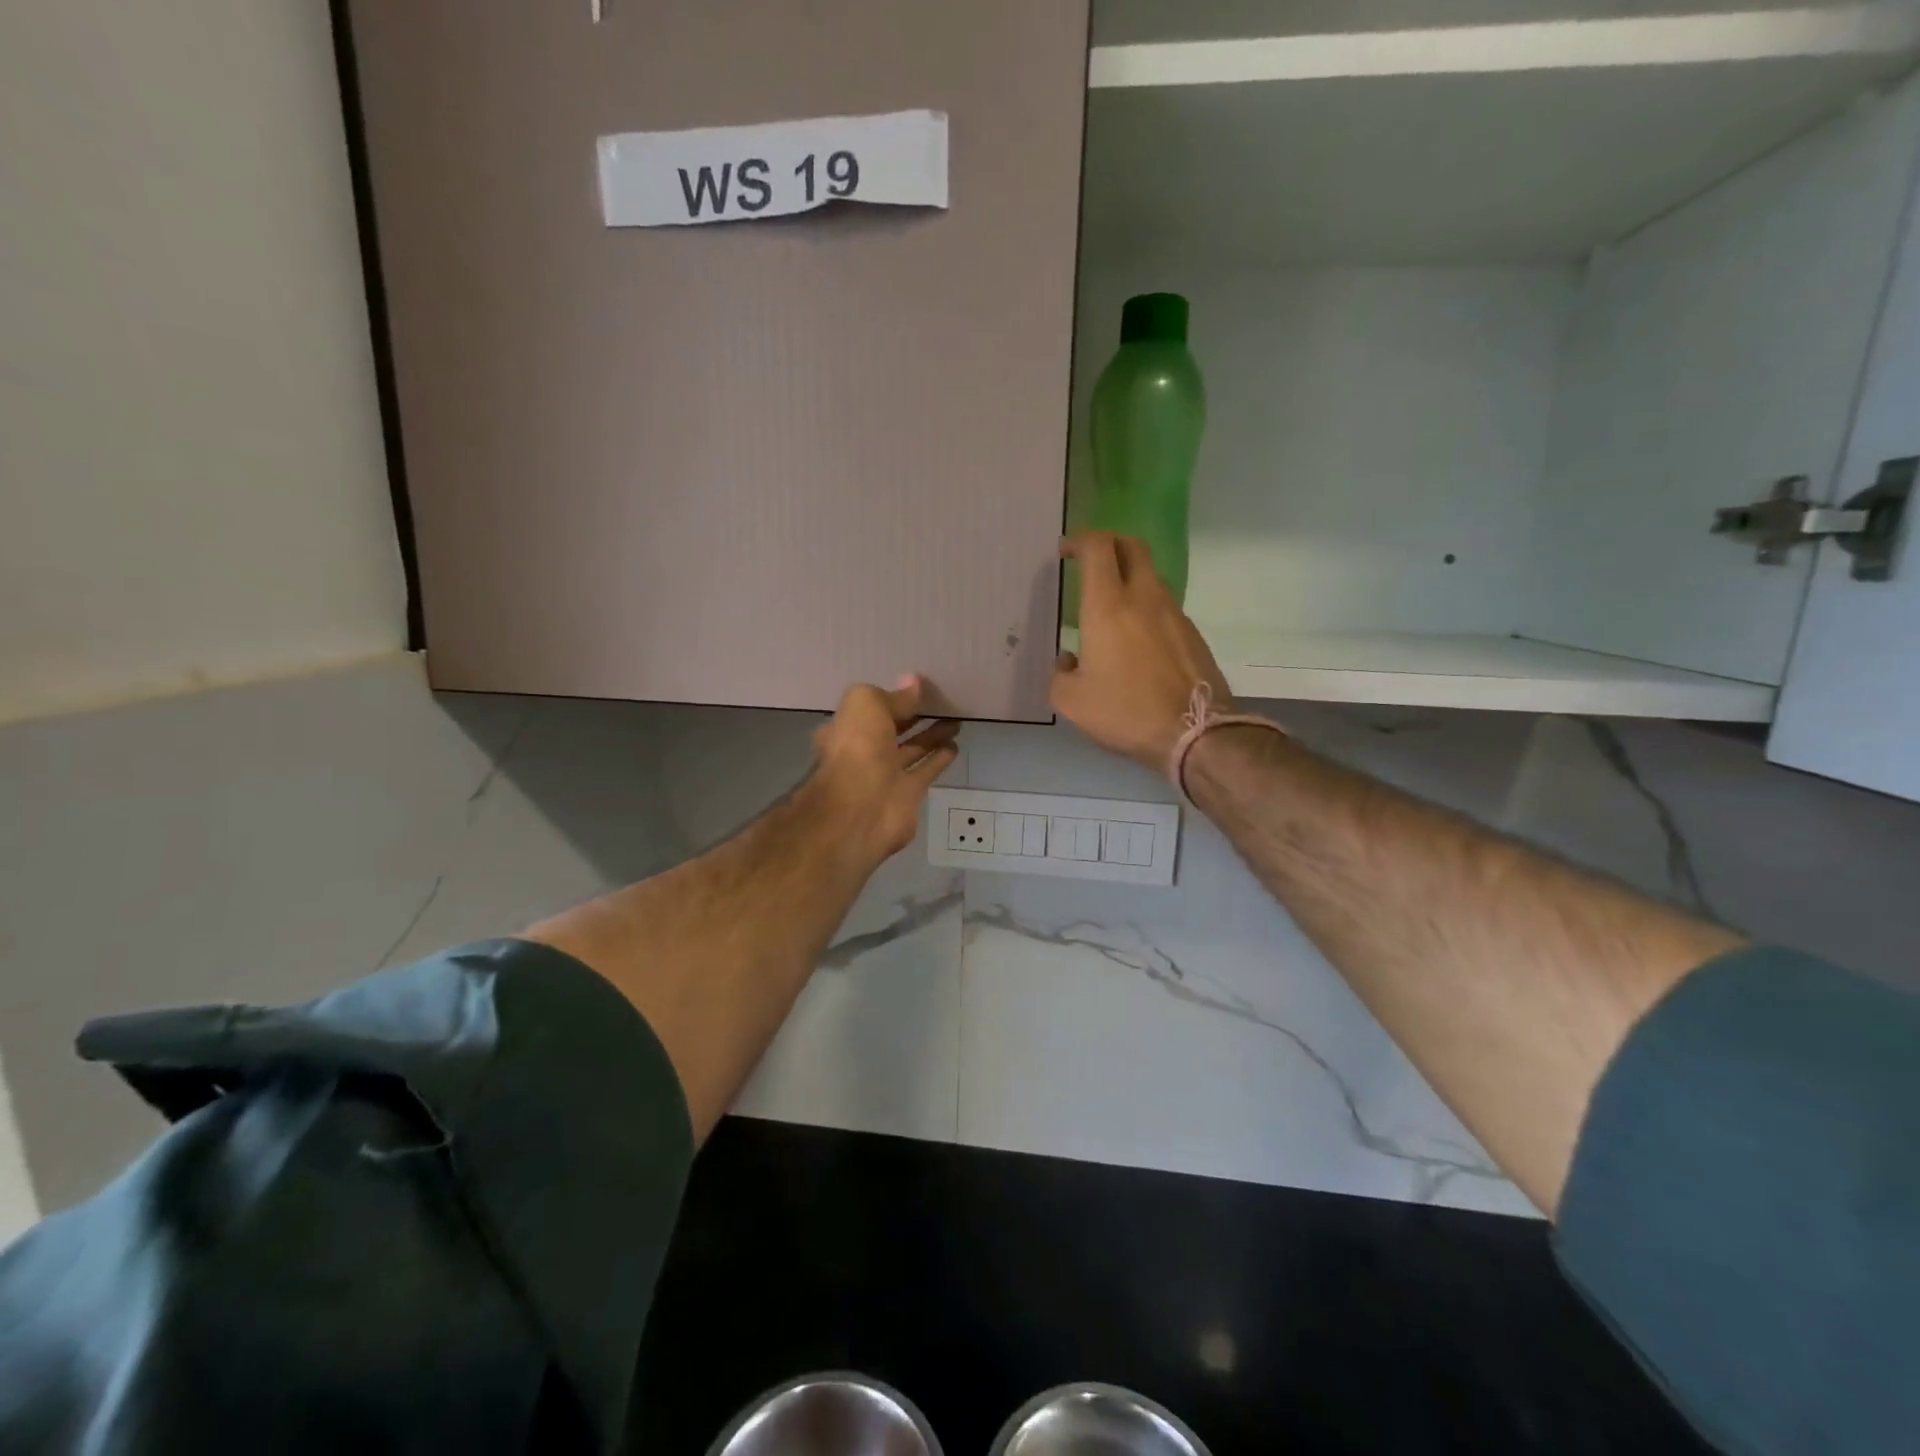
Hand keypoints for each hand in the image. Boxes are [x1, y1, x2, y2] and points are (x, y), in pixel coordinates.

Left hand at [811, 675, 959, 863]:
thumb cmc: (857, 747)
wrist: (861, 807)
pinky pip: (926, 771)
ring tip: (955, 720)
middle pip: (892, 730)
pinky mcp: (908, 794)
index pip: (871, 710)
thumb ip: (893, 696)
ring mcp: (886, 775)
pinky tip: (954, 745)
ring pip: (912, 750)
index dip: (891, 699)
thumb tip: (914, 683)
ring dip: (932, 736)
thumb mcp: (868, 705)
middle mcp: (864, 751)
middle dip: (914, 717)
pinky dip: (939, 758)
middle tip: (941, 702)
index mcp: (847, 729)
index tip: (916, 689)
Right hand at [1053, 531, 1232, 772]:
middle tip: (1092, 560)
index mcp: (1108, 607)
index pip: (1098, 548)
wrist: (1195, 733)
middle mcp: (1144, 598)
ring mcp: (1174, 614)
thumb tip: (1069, 661)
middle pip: (1132, 546)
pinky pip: (1164, 607)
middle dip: (1109, 543)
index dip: (1080, 540)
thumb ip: (1060, 674)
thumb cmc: (1125, 712)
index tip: (1066, 551)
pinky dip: (1146, 608)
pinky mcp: (1192, 634)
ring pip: (1151, 576)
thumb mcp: (1071, 702)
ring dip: (1129, 578)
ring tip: (1111, 607)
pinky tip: (1136, 640)